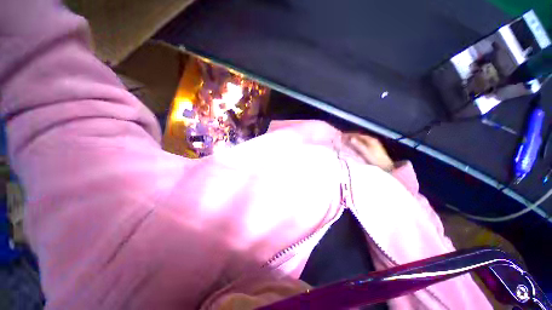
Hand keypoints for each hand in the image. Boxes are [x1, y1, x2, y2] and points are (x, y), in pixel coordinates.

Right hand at [343, 133, 393, 170]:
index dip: (350, 134)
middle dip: (351, 136)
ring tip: (347, 140)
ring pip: (361, 139)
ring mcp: (373, 143)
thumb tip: (351, 138)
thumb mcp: (365, 152)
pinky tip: (355, 145)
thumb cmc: (375, 159)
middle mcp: (372, 140)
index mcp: (370, 139)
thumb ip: (358, 145)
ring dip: (354, 139)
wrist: (385, 165)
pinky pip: (363, 142)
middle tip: (344, 138)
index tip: (343, 135)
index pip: (358, 135)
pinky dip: (357, 142)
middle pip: (360, 136)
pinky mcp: (373, 148)